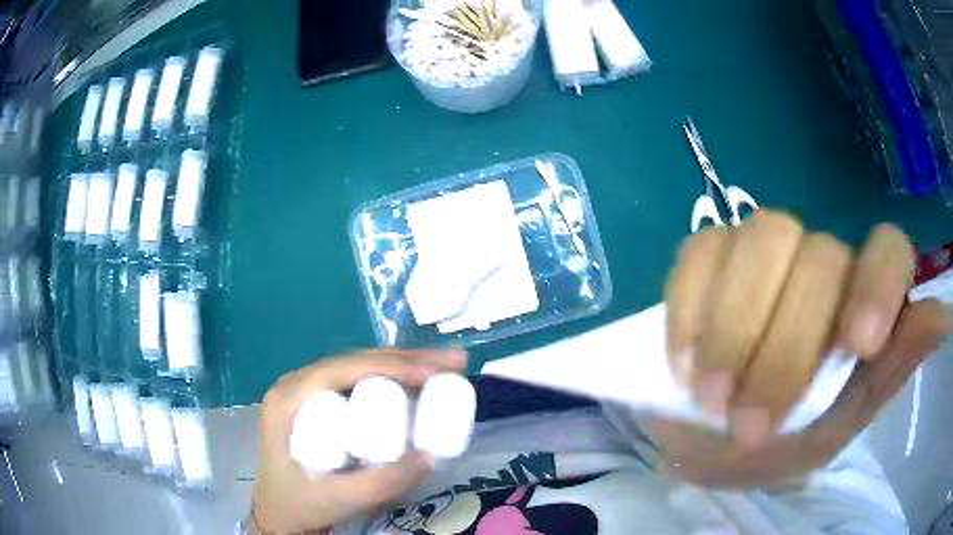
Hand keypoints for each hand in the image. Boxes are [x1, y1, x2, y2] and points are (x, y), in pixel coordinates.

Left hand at [252, 349, 466, 533]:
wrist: (280, 515)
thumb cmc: (300, 504)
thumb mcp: (337, 499)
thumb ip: (381, 483)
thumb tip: (431, 455)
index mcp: (288, 399)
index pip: (343, 369)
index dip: (392, 365)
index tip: (436, 373)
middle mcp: (295, 386)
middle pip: (354, 362)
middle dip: (406, 359)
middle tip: (454, 363)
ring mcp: (306, 393)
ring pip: (358, 368)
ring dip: (402, 365)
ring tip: (444, 368)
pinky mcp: (318, 405)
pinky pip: (357, 382)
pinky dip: (391, 379)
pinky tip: (416, 383)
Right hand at [659, 210, 950, 485]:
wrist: (712, 440)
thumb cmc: (784, 443)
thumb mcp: (840, 426)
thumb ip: (889, 374)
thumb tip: (941, 318)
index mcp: (863, 303)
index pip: (888, 250)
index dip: (878, 283)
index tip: (856, 344)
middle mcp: (824, 263)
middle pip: (818, 257)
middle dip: (784, 350)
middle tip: (746, 426)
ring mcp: (765, 252)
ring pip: (763, 239)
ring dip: (734, 329)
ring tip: (709, 397)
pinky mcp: (711, 254)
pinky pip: (702, 252)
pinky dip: (690, 308)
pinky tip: (683, 359)